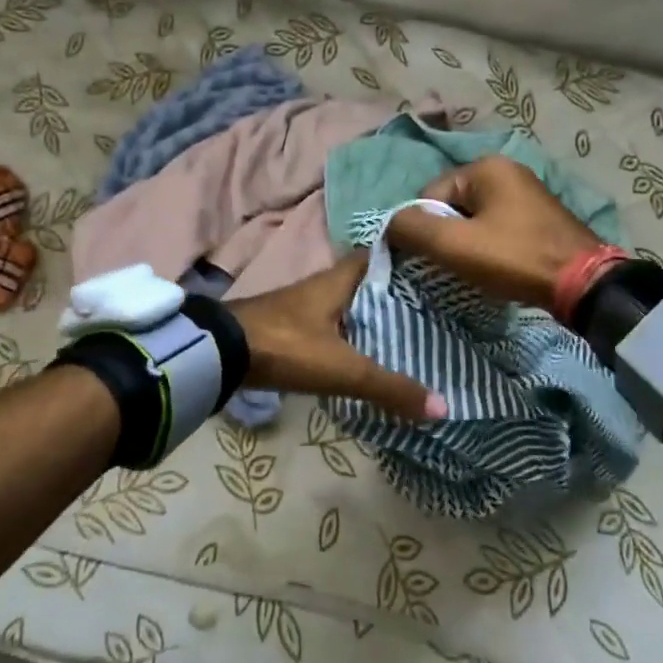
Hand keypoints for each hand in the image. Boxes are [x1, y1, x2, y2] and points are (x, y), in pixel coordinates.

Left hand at [228, 256, 445, 422]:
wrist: (219, 354)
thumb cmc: (287, 345)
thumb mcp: (343, 368)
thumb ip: (389, 387)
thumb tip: (443, 406)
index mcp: (339, 280)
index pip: (380, 255)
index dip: (408, 258)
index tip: (439, 269)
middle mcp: (324, 286)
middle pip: (368, 283)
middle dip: (397, 294)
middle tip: (436, 308)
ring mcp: (304, 307)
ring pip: (350, 305)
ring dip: (374, 316)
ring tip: (412, 332)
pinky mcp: (291, 329)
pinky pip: (333, 326)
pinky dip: (353, 336)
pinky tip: (368, 354)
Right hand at [386, 156, 603, 309]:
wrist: (584, 284)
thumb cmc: (514, 257)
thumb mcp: (455, 245)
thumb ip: (412, 229)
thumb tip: (388, 224)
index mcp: (485, 166)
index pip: (430, 195)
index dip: (426, 229)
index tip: (439, 257)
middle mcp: (507, 169)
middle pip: (453, 205)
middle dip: (449, 236)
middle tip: (458, 266)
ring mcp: (527, 191)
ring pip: (475, 218)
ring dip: (469, 243)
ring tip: (478, 269)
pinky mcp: (540, 215)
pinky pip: (498, 225)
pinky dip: (491, 245)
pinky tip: (499, 266)